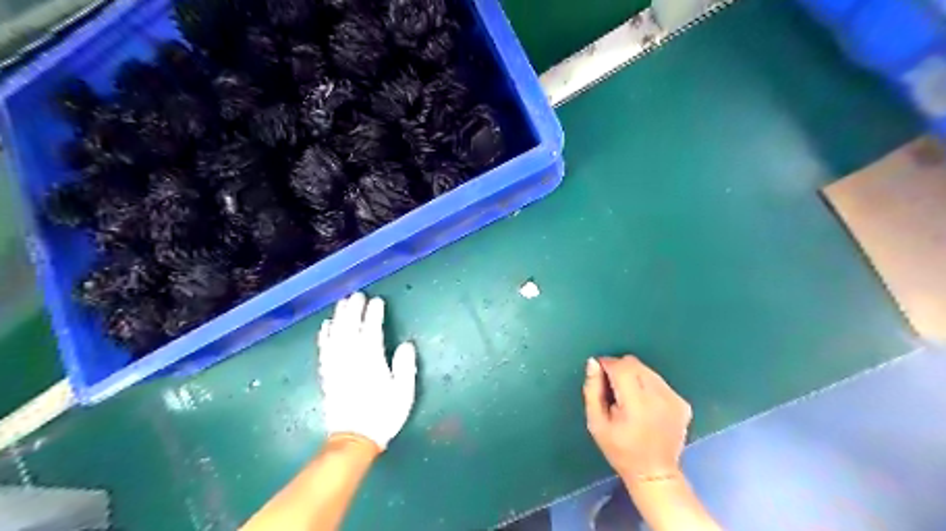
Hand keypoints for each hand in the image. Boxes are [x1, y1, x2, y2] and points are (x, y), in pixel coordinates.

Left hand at [318, 292, 417, 449]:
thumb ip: (405, 367)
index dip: (374, 315)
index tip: (377, 301)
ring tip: (342, 303)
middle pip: (350, 328)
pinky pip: (324, 350)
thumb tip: (406, 345)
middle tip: (357, 295)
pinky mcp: (328, 375)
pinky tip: (326, 326)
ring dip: (339, 317)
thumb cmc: (383, 415)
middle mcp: (351, 360)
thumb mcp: (403, 393)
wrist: (354, 439)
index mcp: (371, 362)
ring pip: (336, 335)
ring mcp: (337, 367)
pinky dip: (325, 336)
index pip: (371, 331)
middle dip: (354, 310)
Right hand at [581, 357, 691, 481]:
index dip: (606, 365)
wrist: (655, 474)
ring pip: (647, 370)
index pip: (620, 367)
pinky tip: (645, 405)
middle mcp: (659, 397)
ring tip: (629, 399)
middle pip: (634, 364)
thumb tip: (593, 363)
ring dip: (634, 377)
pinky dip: (648, 386)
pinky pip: (659, 381)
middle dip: (620, 370)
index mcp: (636, 403)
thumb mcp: (596, 423)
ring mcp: (674, 399)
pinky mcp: (683, 403)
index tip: (599, 375)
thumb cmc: (620, 450)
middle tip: (613, 389)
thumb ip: (592, 390)